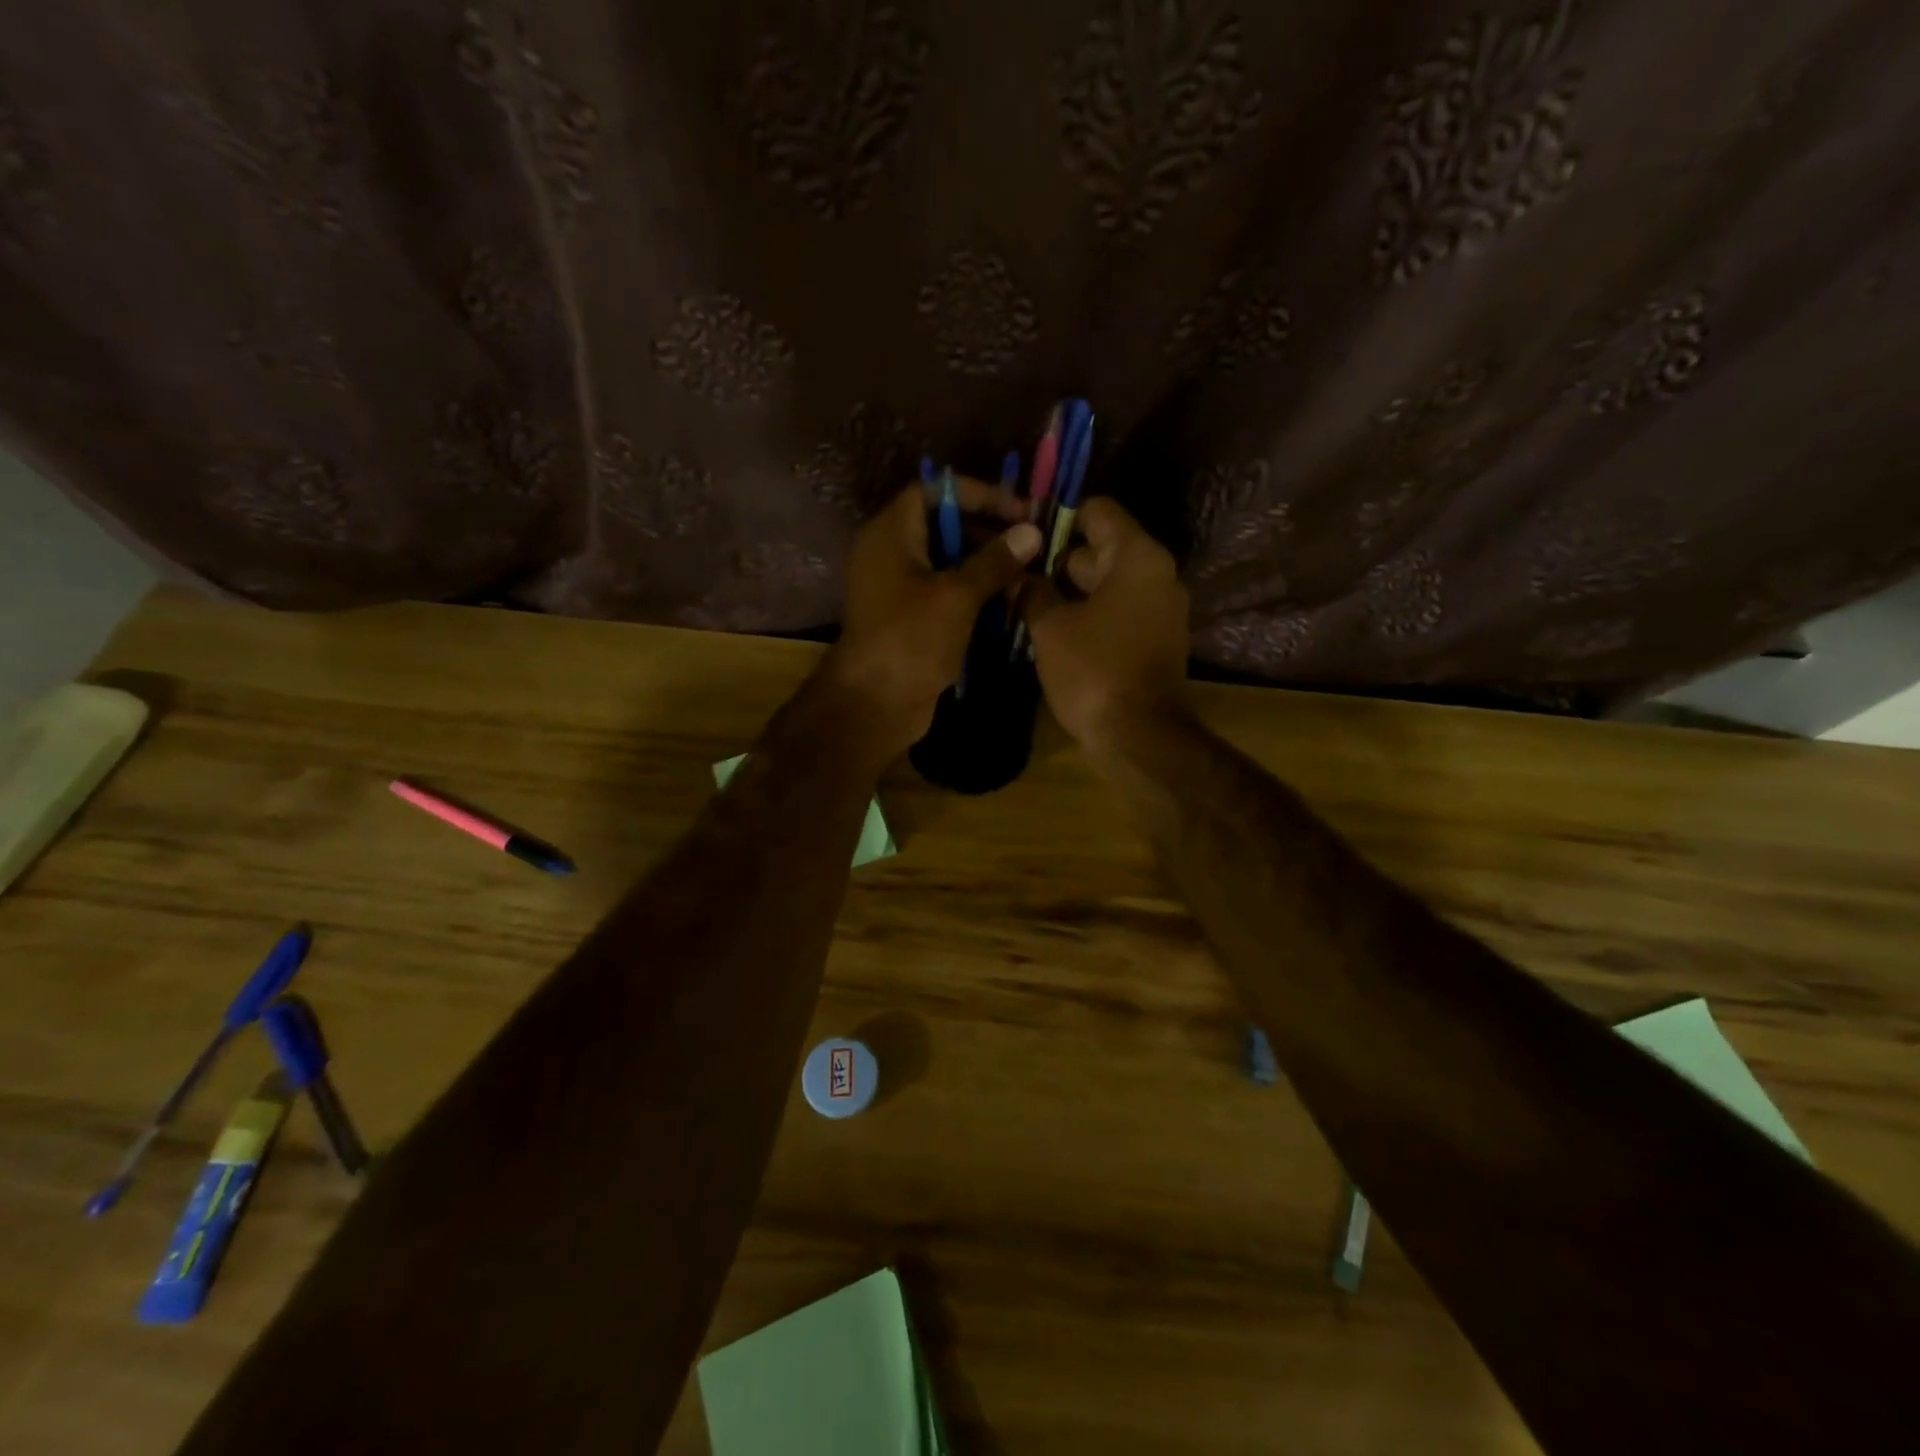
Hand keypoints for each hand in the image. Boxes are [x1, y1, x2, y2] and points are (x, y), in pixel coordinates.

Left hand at [823, 478, 1040, 758]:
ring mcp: (898, 588)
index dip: (977, 494)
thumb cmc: (911, 639)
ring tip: (1027, 574)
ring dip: (986, 565)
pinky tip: (1008, 602)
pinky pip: (945, 592)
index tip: (1019, 510)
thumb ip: (995, 561)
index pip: (934, 490)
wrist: (875, 703)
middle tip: (1030, 543)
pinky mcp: (909, 618)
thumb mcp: (958, 595)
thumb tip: (1031, 532)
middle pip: (943, 525)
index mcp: (891, 533)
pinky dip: (974, 593)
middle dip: (988, 531)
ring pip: (947, 562)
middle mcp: (891, 553)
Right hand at [1022, 497, 1189, 754]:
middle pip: (1101, 549)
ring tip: (1026, 604)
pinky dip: (1089, 615)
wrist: (1138, 736)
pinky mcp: (1155, 639)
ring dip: (1070, 592)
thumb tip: (1022, 577)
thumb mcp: (1050, 627)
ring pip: (1107, 584)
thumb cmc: (1093, 670)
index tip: (1024, 538)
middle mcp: (1157, 574)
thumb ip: (1033, 592)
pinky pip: (1117, 612)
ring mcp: (1160, 609)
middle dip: (1057, 561)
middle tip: (1016, 576)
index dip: (1059, 518)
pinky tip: (1053, 631)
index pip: (1098, 511)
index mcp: (1137, 557)